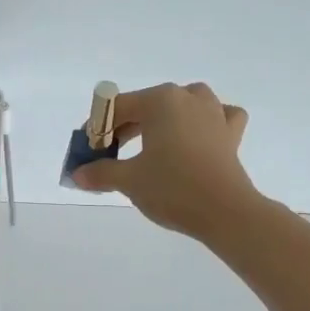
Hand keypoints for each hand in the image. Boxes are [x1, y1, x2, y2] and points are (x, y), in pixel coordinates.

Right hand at [71, 81, 257, 240]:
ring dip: (165, 117)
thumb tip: (78, 174)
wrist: (225, 212)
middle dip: (126, 126)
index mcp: (160, 101)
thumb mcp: (129, 180)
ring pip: (183, 103)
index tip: (90, 151)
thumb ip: (100, 172)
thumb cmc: (172, 188)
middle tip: (112, 153)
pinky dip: (207, 121)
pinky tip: (198, 135)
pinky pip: (218, 116)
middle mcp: (187, 98)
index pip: (117, 107)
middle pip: (147, 104)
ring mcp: (214, 113)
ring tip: (152, 141)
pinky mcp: (231, 134)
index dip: (98, 128)